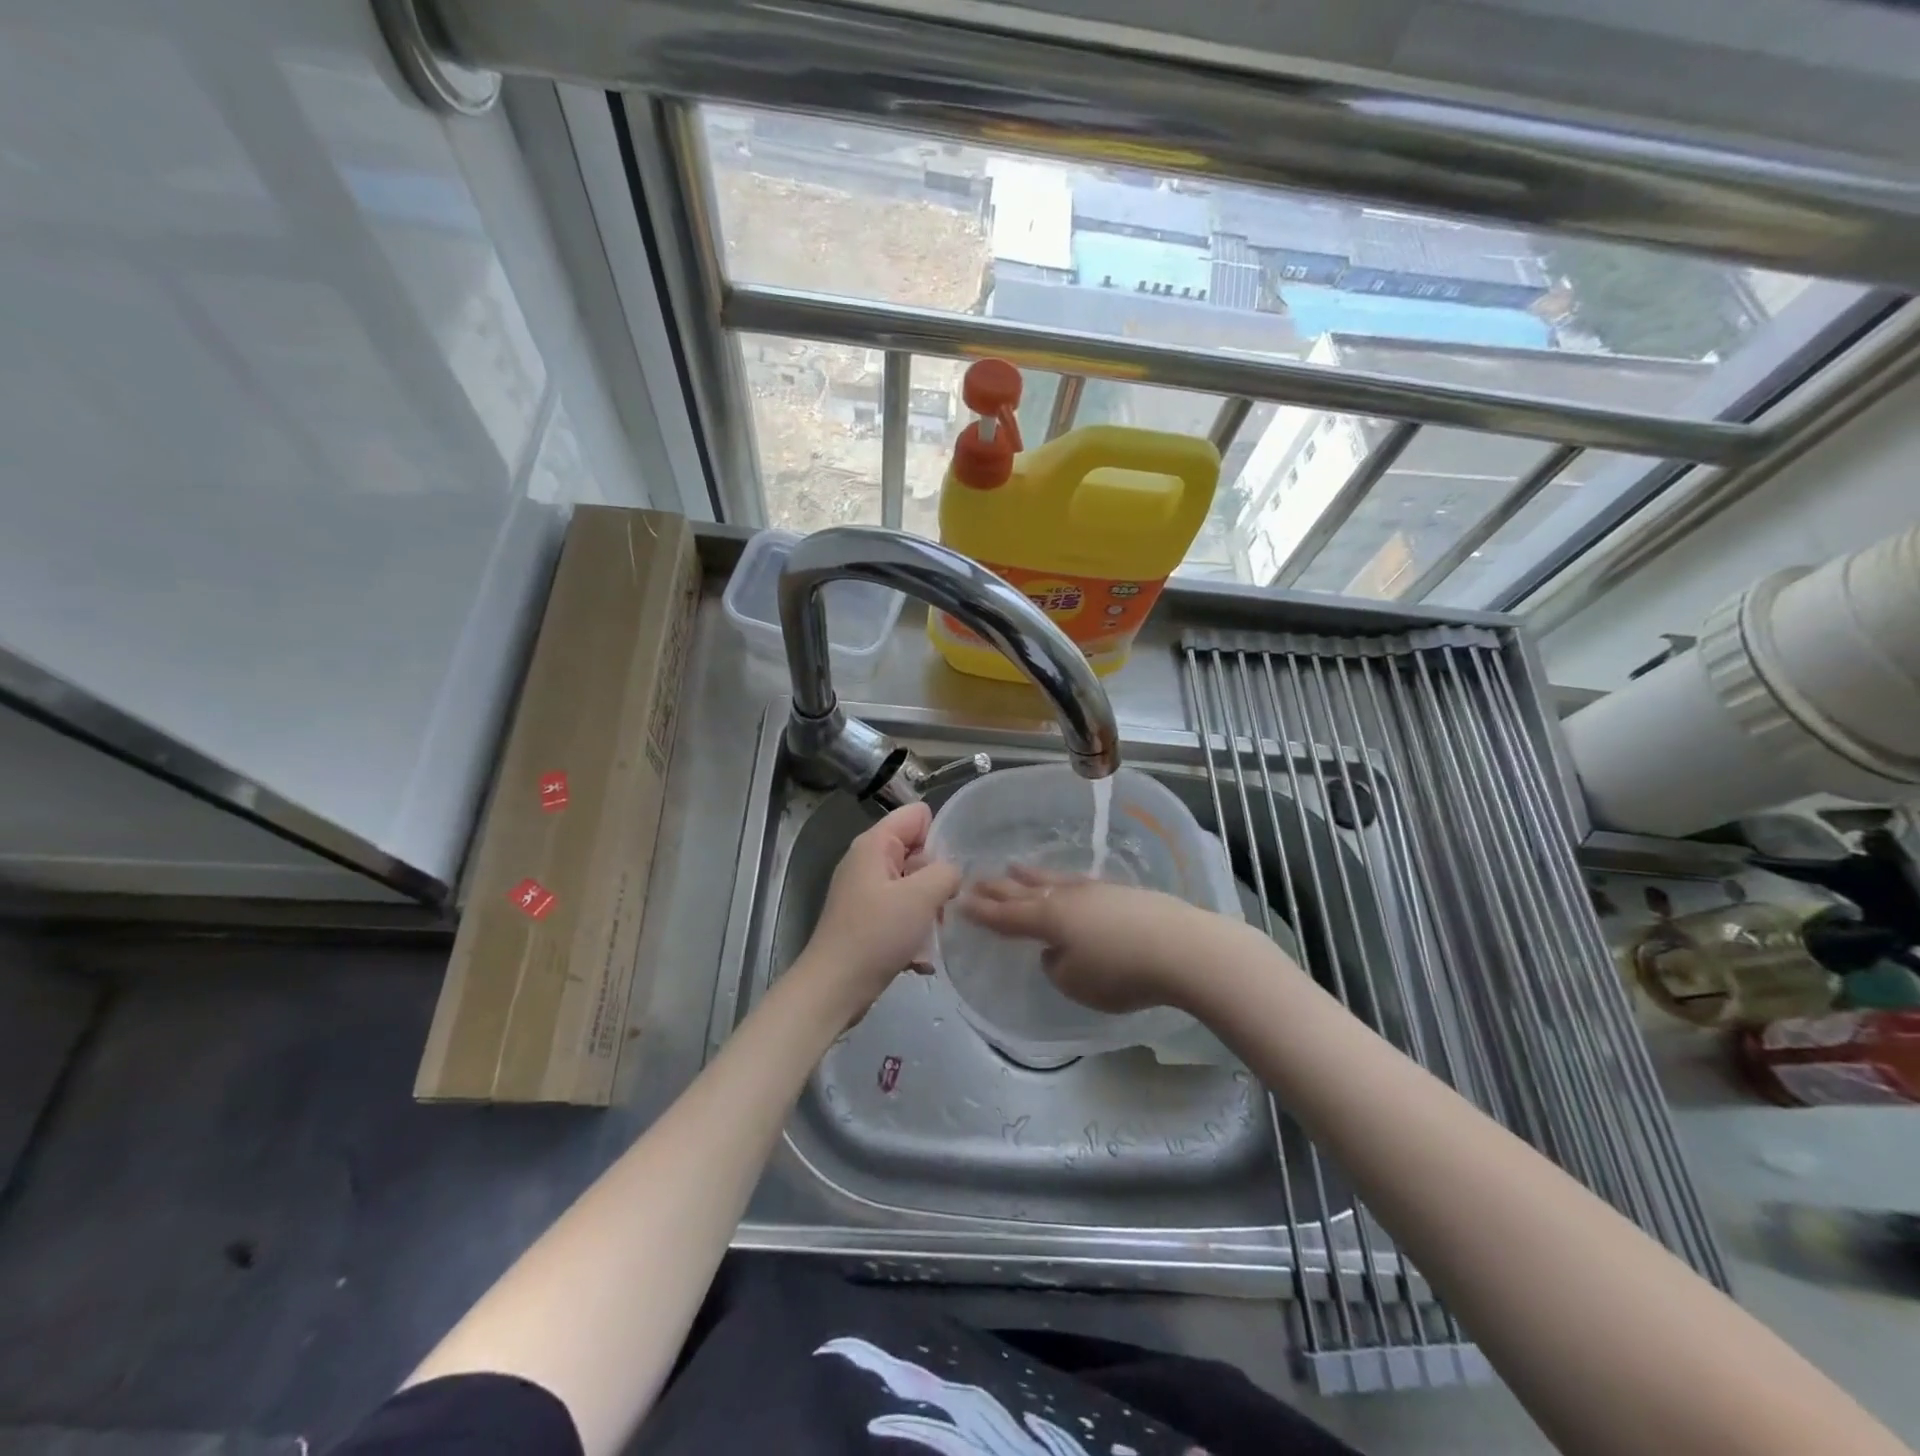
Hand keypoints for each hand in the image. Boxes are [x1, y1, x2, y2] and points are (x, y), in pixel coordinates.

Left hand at [797, 803, 962, 1021]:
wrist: (834, 988)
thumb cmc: (876, 935)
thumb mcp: (921, 896)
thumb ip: (946, 872)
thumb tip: (952, 872)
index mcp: (874, 844)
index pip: (917, 816)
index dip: (938, 836)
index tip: (948, 870)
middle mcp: (868, 861)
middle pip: (917, 852)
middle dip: (936, 878)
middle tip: (943, 907)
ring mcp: (867, 892)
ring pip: (913, 886)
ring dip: (929, 910)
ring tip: (931, 935)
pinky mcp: (868, 920)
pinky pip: (902, 913)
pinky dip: (914, 931)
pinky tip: (919, 957)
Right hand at [959, 866, 1217, 1013]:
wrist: (1182, 948)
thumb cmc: (1121, 971)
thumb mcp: (1076, 982)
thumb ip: (1056, 966)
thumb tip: (1055, 950)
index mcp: (1048, 918)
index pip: (1006, 915)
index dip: (982, 911)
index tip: (959, 902)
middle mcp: (1066, 897)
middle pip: (1024, 890)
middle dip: (997, 887)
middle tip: (973, 879)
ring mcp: (1095, 891)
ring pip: (1052, 880)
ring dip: (1030, 875)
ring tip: (1012, 866)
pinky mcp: (1121, 893)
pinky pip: (1078, 884)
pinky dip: (1061, 881)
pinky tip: (1066, 883)